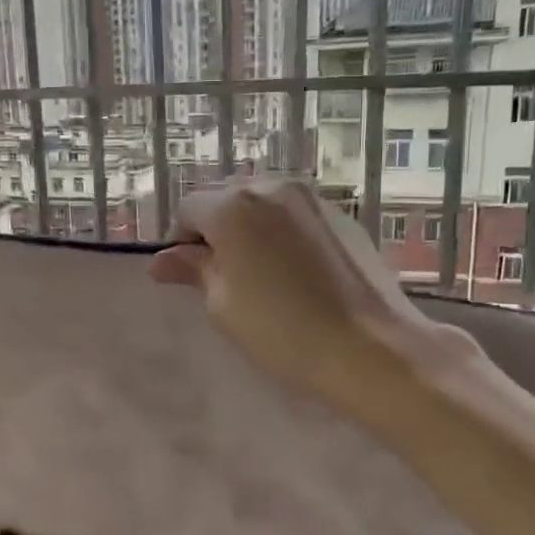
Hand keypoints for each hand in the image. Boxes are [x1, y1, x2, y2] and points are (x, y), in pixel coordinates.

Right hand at [149, 179, 479, 418]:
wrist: (371, 347)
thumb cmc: (282, 330)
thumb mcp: (222, 305)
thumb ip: (193, 270)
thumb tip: (163, 259)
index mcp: (233, 206)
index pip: (188, 210)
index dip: (181, 243)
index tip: (189, 278)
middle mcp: (272, 187)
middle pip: (226, 200)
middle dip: (216, 231)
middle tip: (223, 278)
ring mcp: (312, 198)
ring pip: (263, 205)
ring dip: (250, 230)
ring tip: (261, 275)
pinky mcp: (342, 216)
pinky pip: (294, 216)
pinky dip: (283, 234)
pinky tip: (295, 273)